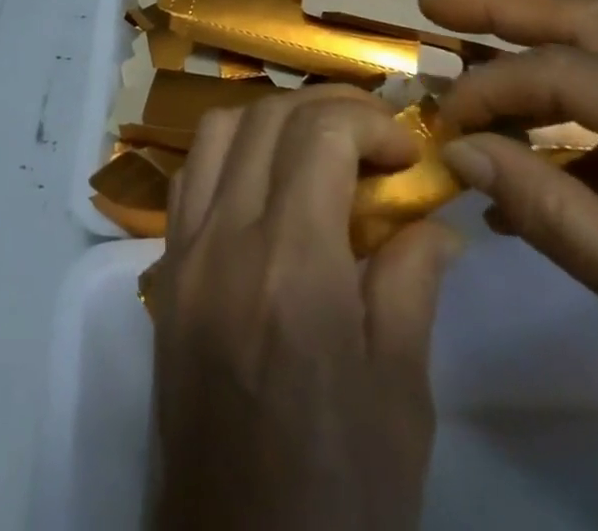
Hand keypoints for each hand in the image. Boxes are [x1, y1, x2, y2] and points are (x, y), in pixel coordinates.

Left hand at [152, 85, 457, 530]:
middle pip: (269, 118)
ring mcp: (185, 248)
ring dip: (273, 120)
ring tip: (318, 149)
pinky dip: (230, 152)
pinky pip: (191, 175)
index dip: (369, 121)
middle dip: (328, 108)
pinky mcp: (164, 269)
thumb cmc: (343, 490)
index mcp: (294, 264)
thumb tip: (433, 218)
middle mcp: (227, 237)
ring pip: (219, 130)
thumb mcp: (400, 391)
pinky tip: (264, 182)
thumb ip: (412, 281)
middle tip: (372, 139)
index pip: (320, 133)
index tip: (406, 151)